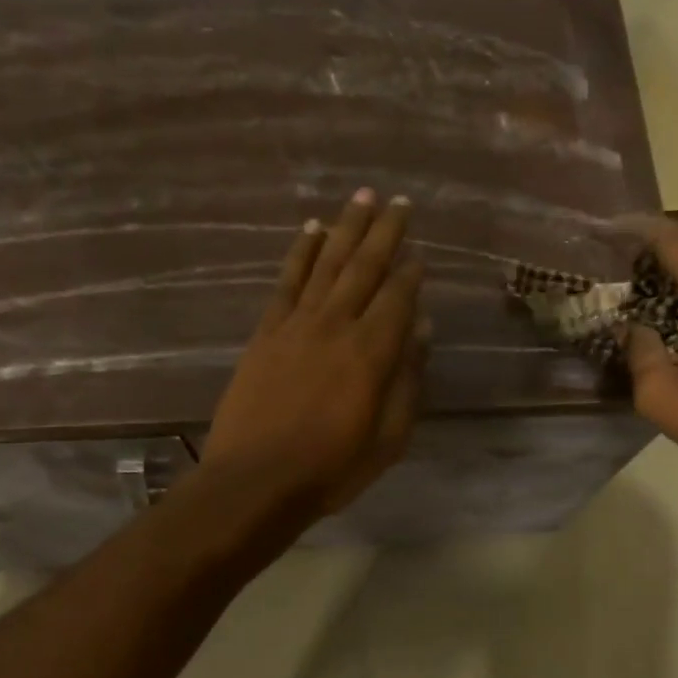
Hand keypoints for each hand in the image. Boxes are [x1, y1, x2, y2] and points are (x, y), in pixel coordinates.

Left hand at [199, 189, 427, 521]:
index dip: (412, 272)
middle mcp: (336, 325)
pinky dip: (302, 252)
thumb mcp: (388, 438)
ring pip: (328, 263)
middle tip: (399, 201)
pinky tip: (313, 229)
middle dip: (385, 232)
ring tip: (362, 197)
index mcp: (372, 352)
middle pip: (365, 267)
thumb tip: (421, 329)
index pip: (398, 297)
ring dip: (347, 227)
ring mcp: (297, 324)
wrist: (255, 481)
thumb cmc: (331, 468)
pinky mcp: (266, 332)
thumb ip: (407, 380)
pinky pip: (288, 281)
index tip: (422, 253)